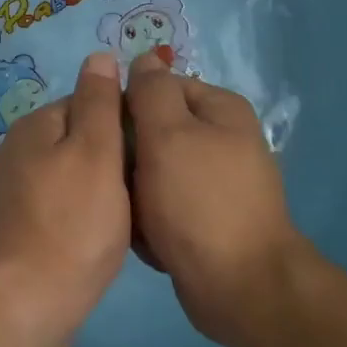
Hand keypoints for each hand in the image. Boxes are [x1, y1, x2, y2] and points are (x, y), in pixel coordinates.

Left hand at [0, 52, 131, 346]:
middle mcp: (21, 151)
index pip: (91, 102)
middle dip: (118, 158)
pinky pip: (67, 206)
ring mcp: (18, 192)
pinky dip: (89, 215)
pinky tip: (107, 237)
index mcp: (36, 125)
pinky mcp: (24, 227)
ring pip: (78, 175)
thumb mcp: (96, 152)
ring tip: (136, 214)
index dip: (127, 123)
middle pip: (84, 139)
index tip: (155, 152)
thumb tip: (100, 55)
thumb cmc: (71, 224)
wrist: (26, 307)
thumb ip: (100, 102)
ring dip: (107, 189)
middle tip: (149, 188)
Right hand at [125, 52, 310, 346]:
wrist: (240, 288)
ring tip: (131, 214)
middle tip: (117, 180)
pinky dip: (153, 221)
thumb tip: (144, 58)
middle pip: (156, 130)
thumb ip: (151, 91)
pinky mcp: (208, 219)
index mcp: (220, 109)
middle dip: (131, 156)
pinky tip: (148, 240)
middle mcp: (223, 139)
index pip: (159, 87)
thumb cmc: (198, 202)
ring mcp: (217, 182)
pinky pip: (166, 206)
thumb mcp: (167, 134)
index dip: (127, 106)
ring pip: (155, 171)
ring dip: (137, 193)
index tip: (106, 135)